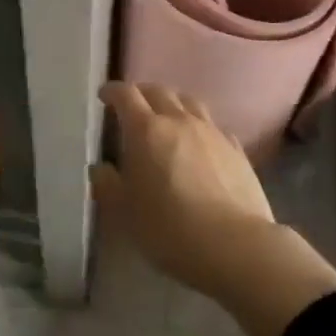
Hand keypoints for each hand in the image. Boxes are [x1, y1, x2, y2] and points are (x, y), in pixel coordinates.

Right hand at [92, 81, 335, 335]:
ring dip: (173, 102)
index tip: (105, 96)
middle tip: (133, 106)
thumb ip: (108, 186)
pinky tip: (200, 142)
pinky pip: (213, 125)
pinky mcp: (235, 147)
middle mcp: (179, 120)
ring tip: (167, 116)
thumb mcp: (125, 214)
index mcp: (146, 130)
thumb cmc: (170, 229)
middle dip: (142, 93)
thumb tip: (100, 168)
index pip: (126, 95)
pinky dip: (199, 125)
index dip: (113, 91)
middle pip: (158, 91)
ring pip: (189, 101)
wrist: (234, 244)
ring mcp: (211, 131)